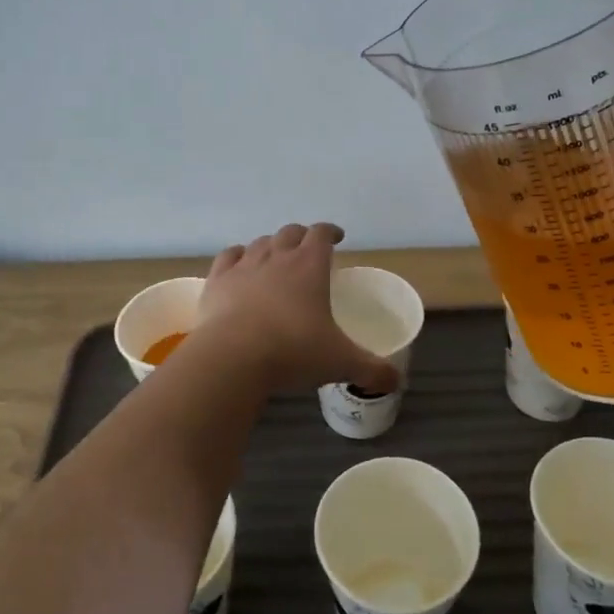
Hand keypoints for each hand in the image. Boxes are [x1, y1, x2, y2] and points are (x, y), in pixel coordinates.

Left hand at [195, 224, 400, 395]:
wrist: (233, 357)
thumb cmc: (293, 351)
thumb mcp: (341, 363)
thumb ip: (371, 370)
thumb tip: (396, 381)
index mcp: (310, 266)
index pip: (322, 234)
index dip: (330, 232)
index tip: (337, 238)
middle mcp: (277, 257)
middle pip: (290, 232)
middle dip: (301, 236)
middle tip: (308, 249)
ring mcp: (244, 266)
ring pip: (260, 242)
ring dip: (271, 245)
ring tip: (276, 258)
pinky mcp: (217, 281)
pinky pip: (228, 256)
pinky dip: (237, 256)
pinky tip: (239, 263)